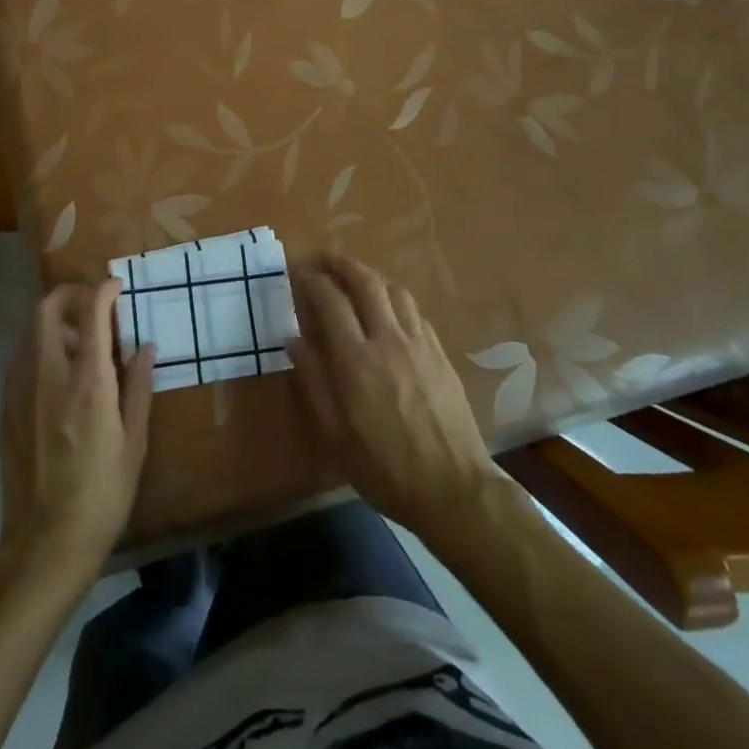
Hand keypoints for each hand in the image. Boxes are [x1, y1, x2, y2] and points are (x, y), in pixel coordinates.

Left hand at [0, 278, 154, 576]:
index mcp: (87, 382)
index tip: (117, 286)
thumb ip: (138, 387)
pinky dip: (40, 349)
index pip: (92, 313)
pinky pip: (21, 360)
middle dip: (70, 294)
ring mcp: (20, 390)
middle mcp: (48, 375)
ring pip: (30, 331)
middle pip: (47, 309)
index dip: (104, 290)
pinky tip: (58, 375)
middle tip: (92, 303)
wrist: (45, 543)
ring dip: (54, 322)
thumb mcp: (134, 443)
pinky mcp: (6, 408)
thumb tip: (145, 346)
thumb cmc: (102, 495)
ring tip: (79, 341)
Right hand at [287, 254, 498, 540]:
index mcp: (356, 360)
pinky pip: (414, 310)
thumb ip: (313, 383)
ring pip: (393, 290)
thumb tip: (295, 341)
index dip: (311, 281)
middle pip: (364, 282)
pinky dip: (394, 297)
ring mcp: (418, 343)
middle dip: (341, 264)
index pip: (329, 302)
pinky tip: (389, 308)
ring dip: (370, 276)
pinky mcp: (440, 352)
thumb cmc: (384, 468)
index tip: (298, 272)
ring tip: (355, 278)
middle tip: (324, 259)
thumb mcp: (335, 436)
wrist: (453, 489)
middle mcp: (387, 340)